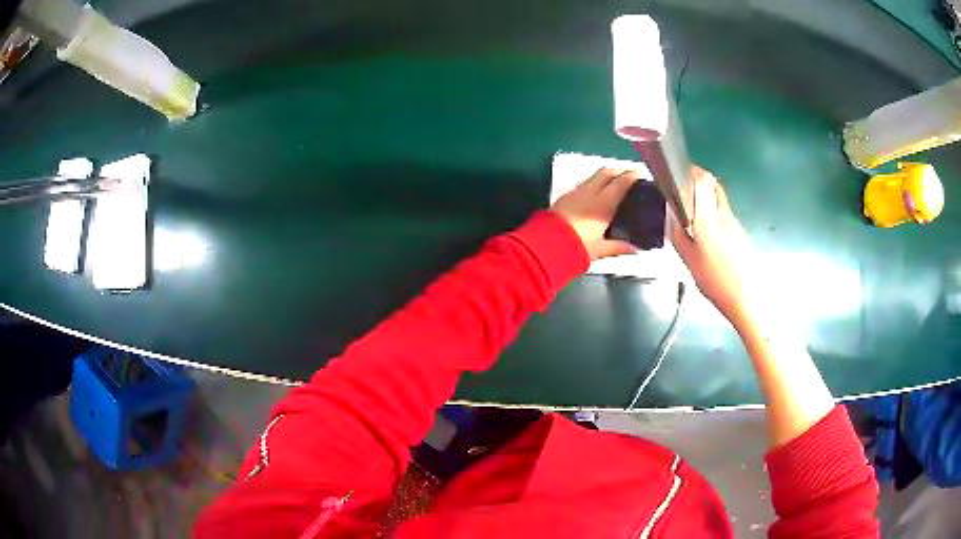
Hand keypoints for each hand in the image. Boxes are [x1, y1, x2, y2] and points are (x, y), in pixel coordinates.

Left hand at [551, 168, 639, 260]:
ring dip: (604, 176)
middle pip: (605, 173)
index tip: (639, 171)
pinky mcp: (564, 197)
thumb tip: (634, 249)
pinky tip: (594, 192)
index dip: (630, 176)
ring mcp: (575, 193)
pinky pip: (582, 185)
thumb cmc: (577, 247)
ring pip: (593, 178)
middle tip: (627, 172)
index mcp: (602, 205)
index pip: (620, 184)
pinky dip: (593, 183)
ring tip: (613, 181)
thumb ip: (617, 247)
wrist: (546, 245)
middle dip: (617, 170)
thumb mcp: (599, 249)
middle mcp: (589, 194)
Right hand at [670, 167, 755, 324]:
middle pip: (713, 185)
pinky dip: (714, 214)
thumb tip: (670, 209)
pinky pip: (724, 214)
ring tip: (693, 216)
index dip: (691, 171)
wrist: (747, 298)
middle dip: (698, 182)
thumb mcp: (687, 258)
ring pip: (719, 199)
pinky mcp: (741, 232)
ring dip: (706, 198)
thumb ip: (677, 231)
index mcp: (708, 217)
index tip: (679, 174)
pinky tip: (708, 235)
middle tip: (684, 193)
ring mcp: (735, 222)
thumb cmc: (714, 281)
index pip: (704, 179)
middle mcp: (724, 213)